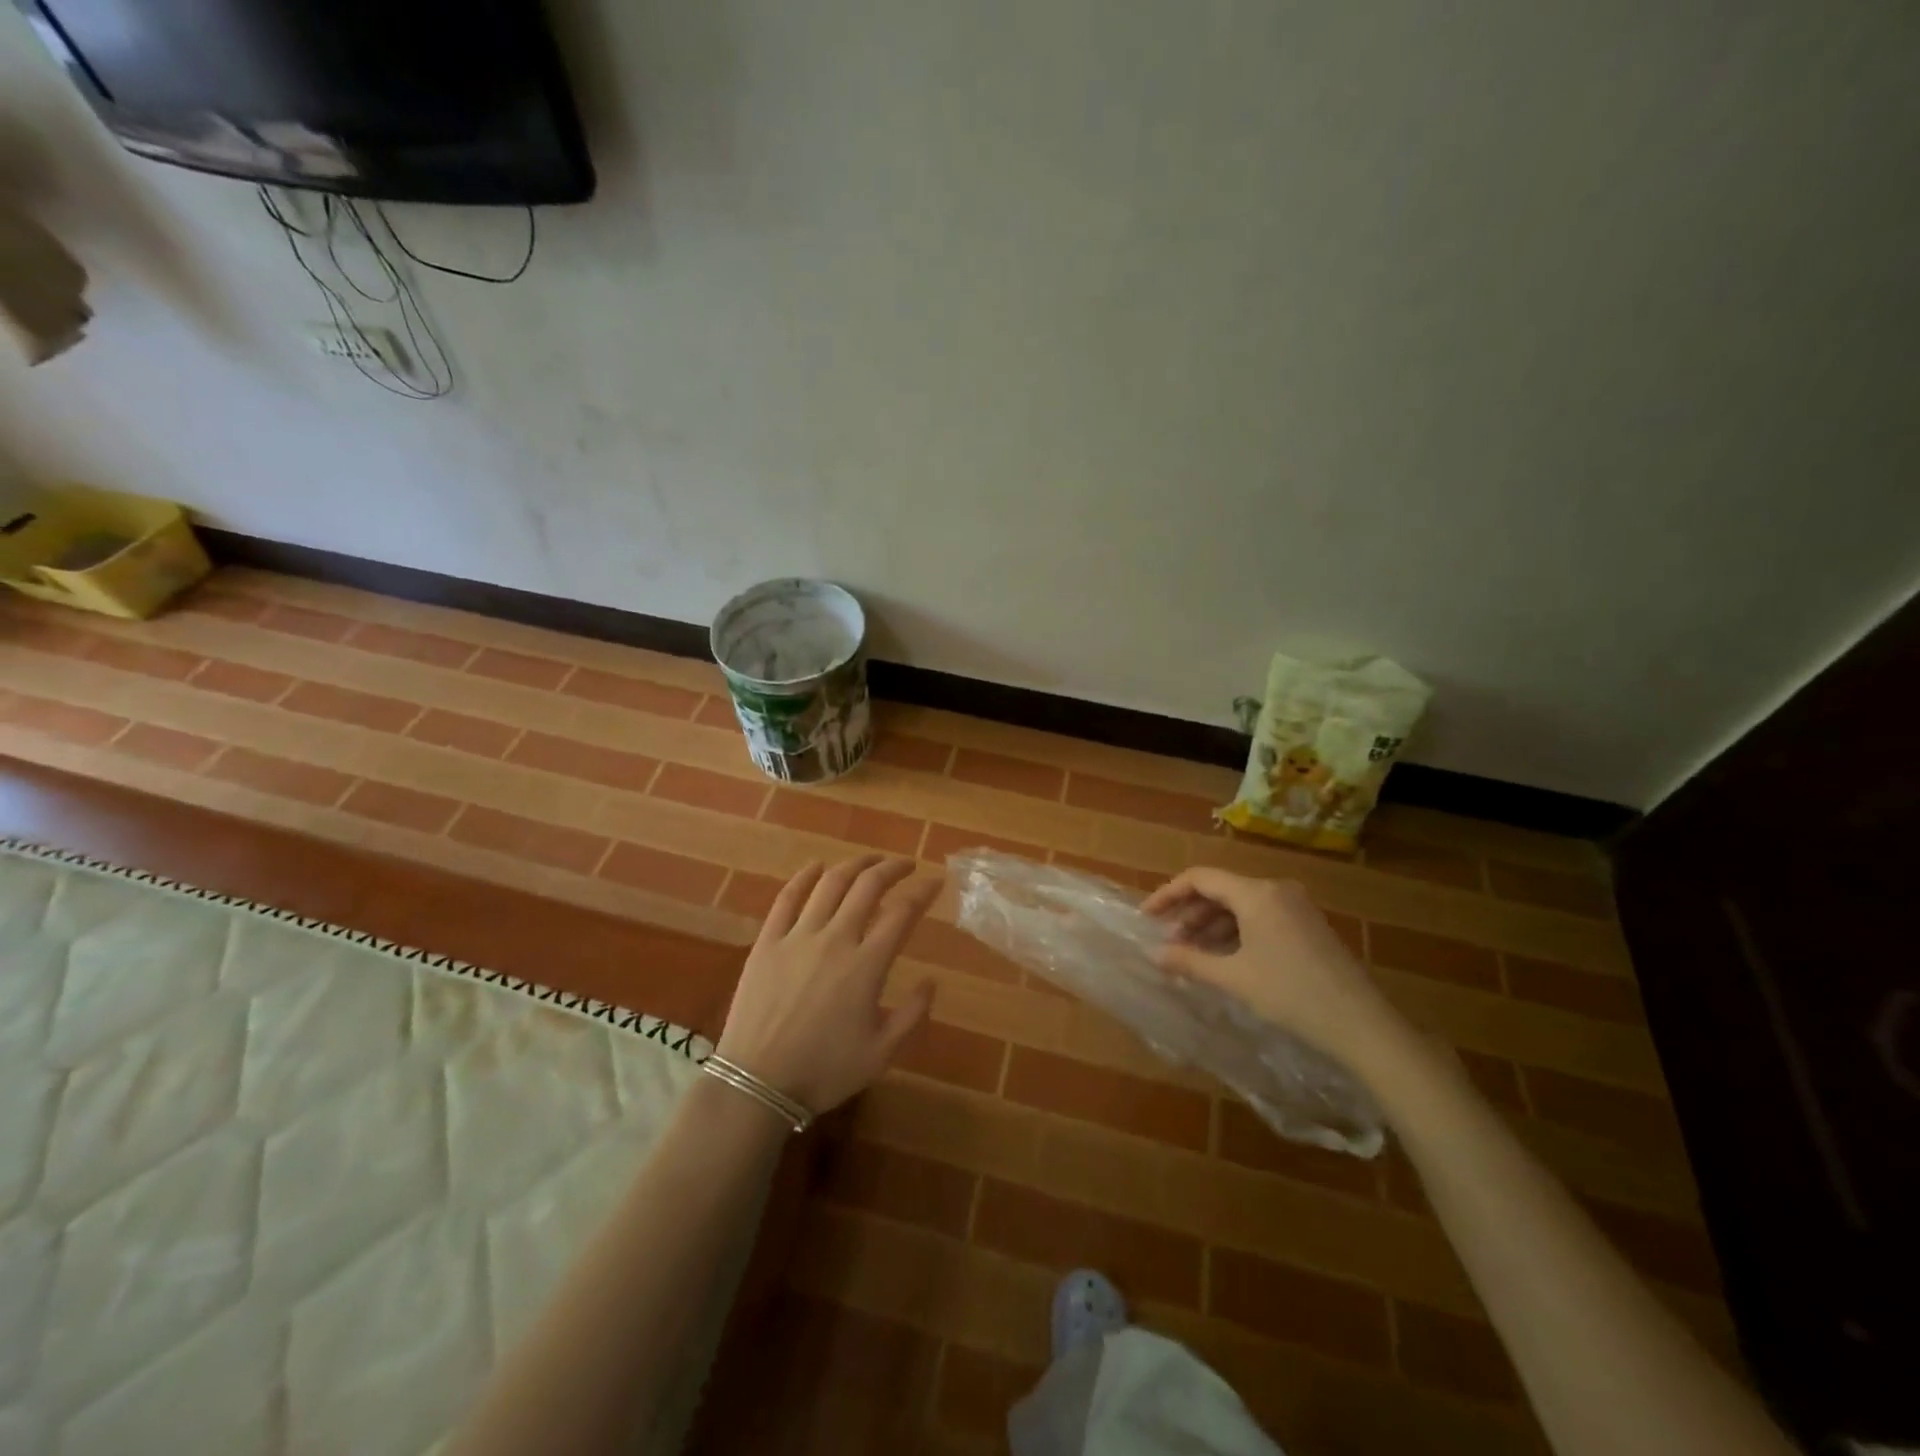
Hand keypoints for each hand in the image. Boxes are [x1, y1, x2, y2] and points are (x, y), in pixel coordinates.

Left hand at [715, 855, 939, 1114]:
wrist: (757, 1083)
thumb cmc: (824, 1072)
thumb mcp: (882, 1054)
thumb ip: (912, 1015)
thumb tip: (932, 981)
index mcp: (867, 965)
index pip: (902, 912)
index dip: (923, 892)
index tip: (935, 882)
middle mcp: (836, 939)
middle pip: (868, 886)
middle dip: (892, 868)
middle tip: (905, 865)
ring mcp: (798, 936)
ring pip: (831, 883)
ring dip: (855, 864)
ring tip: (870, 860)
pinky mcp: (767, 941)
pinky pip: (787, 898)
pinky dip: (805, 876)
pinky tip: (816, 866)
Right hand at [1143, 867, 1407, 1074]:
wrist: (1362, 1025)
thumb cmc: (1291, 995)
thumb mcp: (1234, 979)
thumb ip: (1190, 962)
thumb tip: (1154, 954)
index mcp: (1256, 893)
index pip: (1200, 878)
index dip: (1169, 894)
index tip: (1146, 916)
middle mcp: (1276, 889)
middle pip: (1220, 889)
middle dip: (1190, 913)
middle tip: (1168, 940)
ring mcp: (1295, 906)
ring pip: (1240, 904)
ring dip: (1211, 925)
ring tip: (1191, 953)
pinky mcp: (1307, 924)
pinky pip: (1260, 916)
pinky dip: (1236, 932)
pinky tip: (1224, 957)